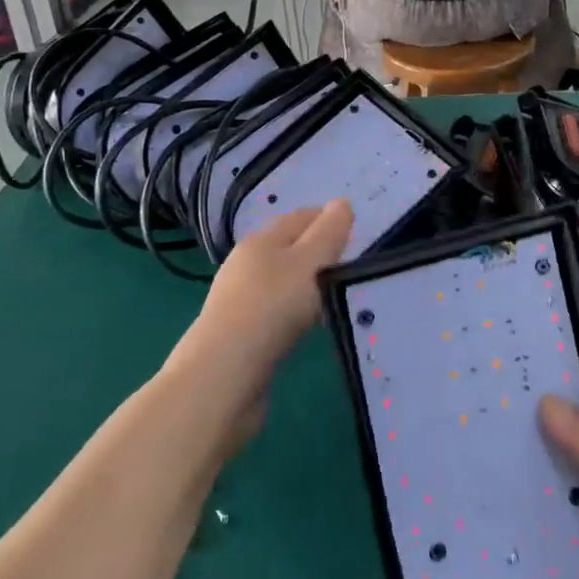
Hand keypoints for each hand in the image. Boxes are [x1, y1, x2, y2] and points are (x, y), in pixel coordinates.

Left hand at [175, 200, 354, 391]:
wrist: (222, 377)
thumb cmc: (270, 308)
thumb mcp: (309, 263)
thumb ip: (329, 233)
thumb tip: (342, 202)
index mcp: (261, 240)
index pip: (300, 217)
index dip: (327, 219)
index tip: (356, 231)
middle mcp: (245, 264)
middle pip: (289, 248)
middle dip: (318, 252)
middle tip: (352, 264)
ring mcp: (239, 300)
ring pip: (281, 281)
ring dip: (306, 284)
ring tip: (336, 295)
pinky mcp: (239, 335)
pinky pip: (275, 312)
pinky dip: (295, 311)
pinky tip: (308, 326)